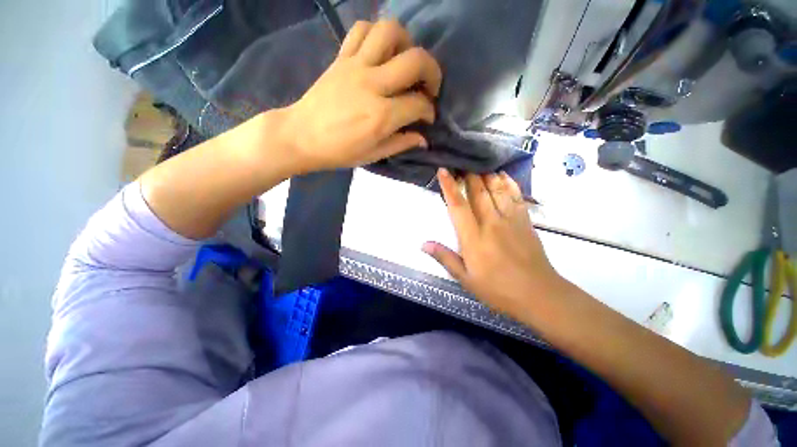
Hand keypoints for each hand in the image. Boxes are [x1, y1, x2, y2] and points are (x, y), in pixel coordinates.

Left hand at [281, 19, 442, 172]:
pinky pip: (361, 30)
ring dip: (407, 43)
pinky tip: (380, 52)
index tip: (427, 118)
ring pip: (389, 32)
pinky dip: (376, 34)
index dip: (429, 111)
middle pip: (415, 60)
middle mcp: (372, 85)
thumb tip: (423, 139)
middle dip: (433, 72)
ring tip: (406, 62)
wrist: (301, 136)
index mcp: (381, 116)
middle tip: (429, 87)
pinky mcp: (341, 58)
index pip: (419, 104)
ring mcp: (355, 66)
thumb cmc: (339, 152)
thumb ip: (401, 144)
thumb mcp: (373, 155)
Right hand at [422, 169, 566, 321]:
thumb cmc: (497, 289)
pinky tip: (503, 175)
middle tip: (461, 163)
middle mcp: (491, 223)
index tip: (443, 171)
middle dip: (468, 175)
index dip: (449, 187)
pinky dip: (509, 183)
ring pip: (497, 190)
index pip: (458, 206)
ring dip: (486, 176)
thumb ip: (445, 258)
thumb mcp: (465, 278)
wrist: (538, 295)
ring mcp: (510, 220)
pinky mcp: (525, 222)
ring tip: (479, 165)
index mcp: (474, 238)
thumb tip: (423, 244)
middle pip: (478, 192)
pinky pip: (516, 197)